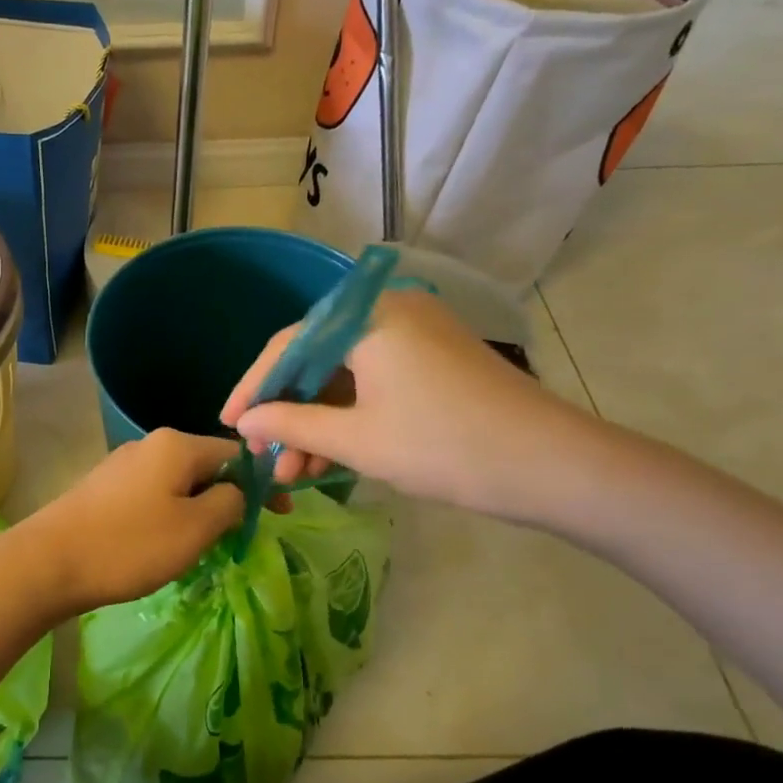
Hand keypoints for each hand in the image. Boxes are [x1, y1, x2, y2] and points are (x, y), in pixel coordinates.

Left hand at [19, 429, 243, 613]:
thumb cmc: (130, 545)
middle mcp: (150, 444)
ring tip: (203, 547)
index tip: (279, 516)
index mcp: (177, 445)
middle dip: (228, 499)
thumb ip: (230, 503)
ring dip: (198, 510)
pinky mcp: (104, 488)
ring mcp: (123, 465)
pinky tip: (164, 544)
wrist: (49, 562)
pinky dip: (170, 515)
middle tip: (239, 538)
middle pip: (206, 466)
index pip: (237, 453)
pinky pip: (152, 495)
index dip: (263, 483)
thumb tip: (237, 492)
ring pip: (178, 483)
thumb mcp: (195, 528)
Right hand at [219, 289, 602, 523]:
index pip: (288, 343)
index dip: (253, 386)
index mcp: (367, 317)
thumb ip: (291, 423)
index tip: (229, 424)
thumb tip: (244, 422)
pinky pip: (374, 380)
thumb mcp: (356, 439)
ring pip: (345, 374)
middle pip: (316, 357)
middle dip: (287, 411)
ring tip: (296, 471)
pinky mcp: (435, 358)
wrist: (553, 466)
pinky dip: (350, 415)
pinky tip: (331, 457)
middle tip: (267, 456)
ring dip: (317, 420)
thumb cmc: (443, 446)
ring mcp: (416, 333)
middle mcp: (389, 310)